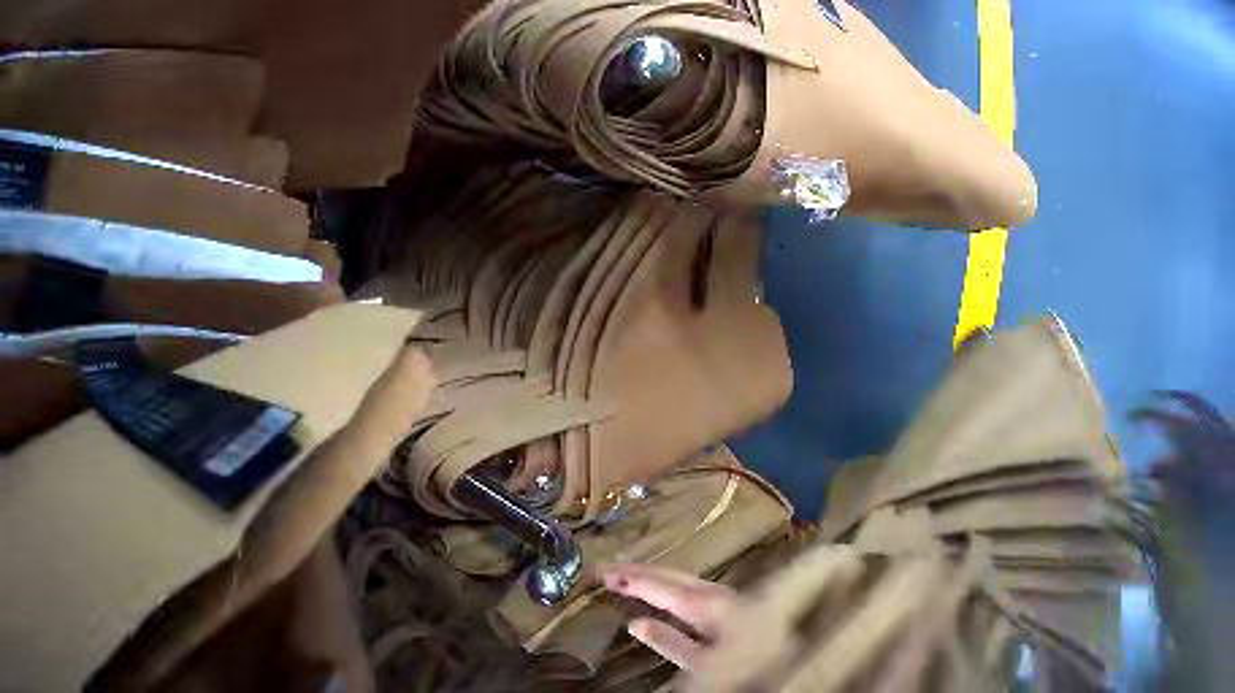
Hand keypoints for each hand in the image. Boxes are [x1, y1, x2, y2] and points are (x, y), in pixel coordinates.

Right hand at [600, 563, 736, 670]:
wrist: (787, 664)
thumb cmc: (745, 664)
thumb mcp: (703, 663)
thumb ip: (669, 642)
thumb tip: (636, 624)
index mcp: (707, 605)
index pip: (662, 587)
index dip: (632, 580)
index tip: (603, 573)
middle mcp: (714, 595)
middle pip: (671, 577)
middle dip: (639, 572)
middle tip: (606, 568)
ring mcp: (723, 598)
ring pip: (680, 581)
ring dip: (652, 578)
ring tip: (625, 576)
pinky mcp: (728, 608)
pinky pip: (689, 592)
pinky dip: (666, 590)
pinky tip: (653, 602)